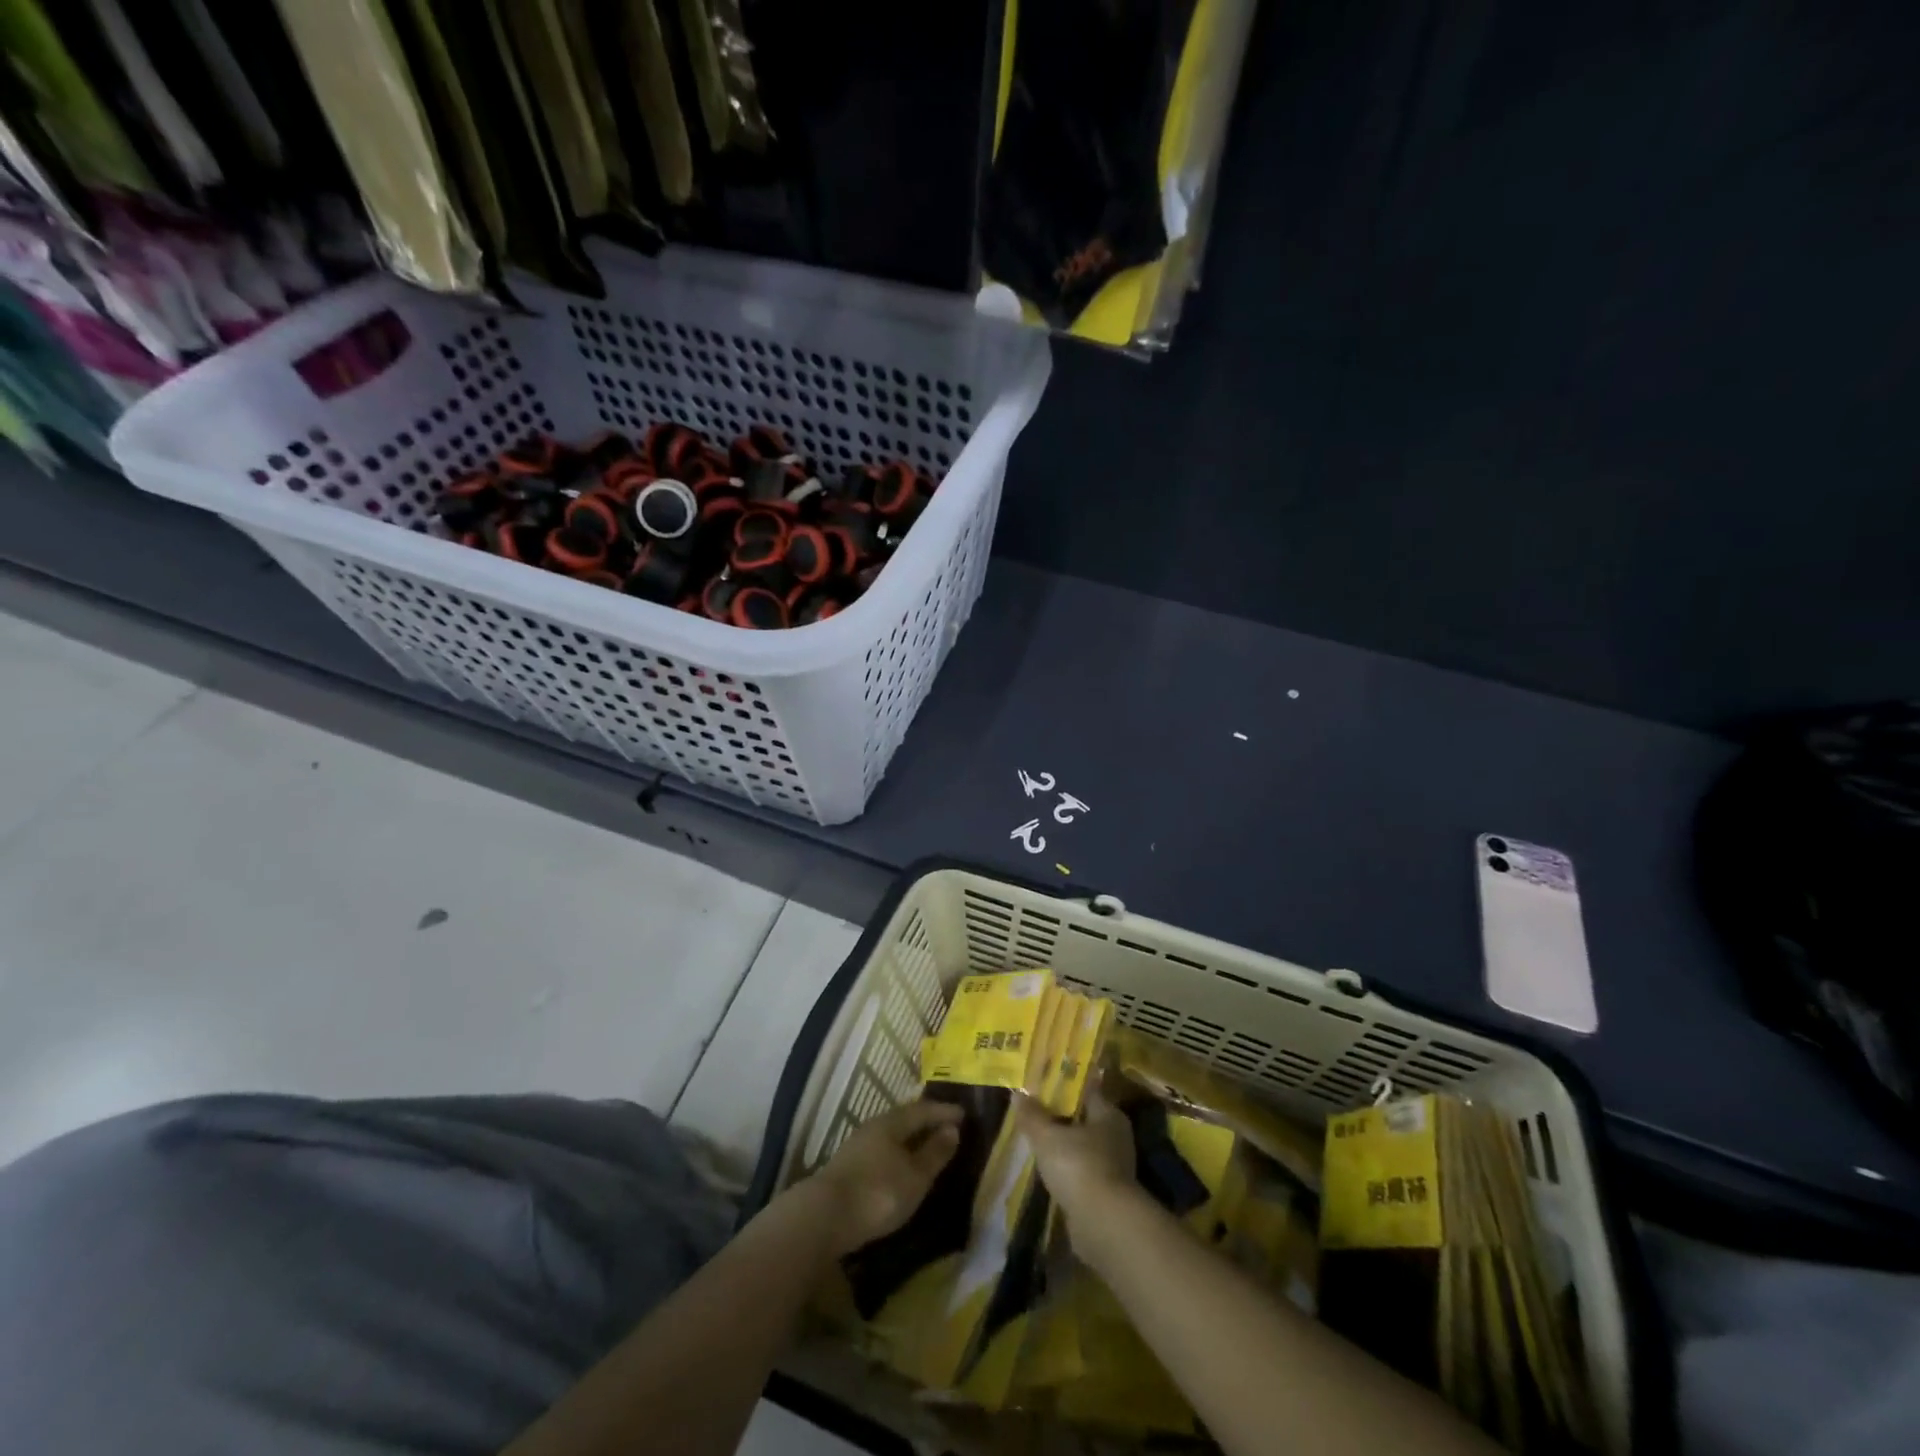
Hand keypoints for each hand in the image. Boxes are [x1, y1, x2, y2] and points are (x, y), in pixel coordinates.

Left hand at [806, 1099, 963, 1255]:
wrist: (823, 1217)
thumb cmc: (878, 1193)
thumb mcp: (915, 1176)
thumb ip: (935, 1153)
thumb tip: (953, 1129)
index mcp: (892, 1122)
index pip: (924, 1110)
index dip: (945, 1112)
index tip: (964, 1114)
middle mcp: (874, 1126)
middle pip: (905, 1118)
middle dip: (927, 1121)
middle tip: (947, 1125)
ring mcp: (858, 1146)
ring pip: (892, 1135)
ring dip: (911, 1138)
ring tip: (927, 1146)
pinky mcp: (849, 1167)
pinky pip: (882, 1150)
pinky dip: (897, 1153)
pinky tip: (900, 1166)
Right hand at [1014, 1089, 1136, 1224]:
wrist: (1103, 1225)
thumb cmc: (1078, 1166)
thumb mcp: (1047, 1136)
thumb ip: (1032, 1115)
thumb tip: (1018, 1093)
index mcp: (1109, 1114)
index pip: (1086, 1091)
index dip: (1063, 1087)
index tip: (1041, 1087)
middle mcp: (1116, 1137)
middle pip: (1083, 1120)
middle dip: (1060, 1118)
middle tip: (1033, 1114)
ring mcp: (1114, 1168)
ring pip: (1083, 1148)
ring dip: (1063, 1148)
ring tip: (1036, 1144)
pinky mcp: (1107, 1194)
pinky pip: (1082, 1173)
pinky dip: (1067, 1172)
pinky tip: (1048, 1173)